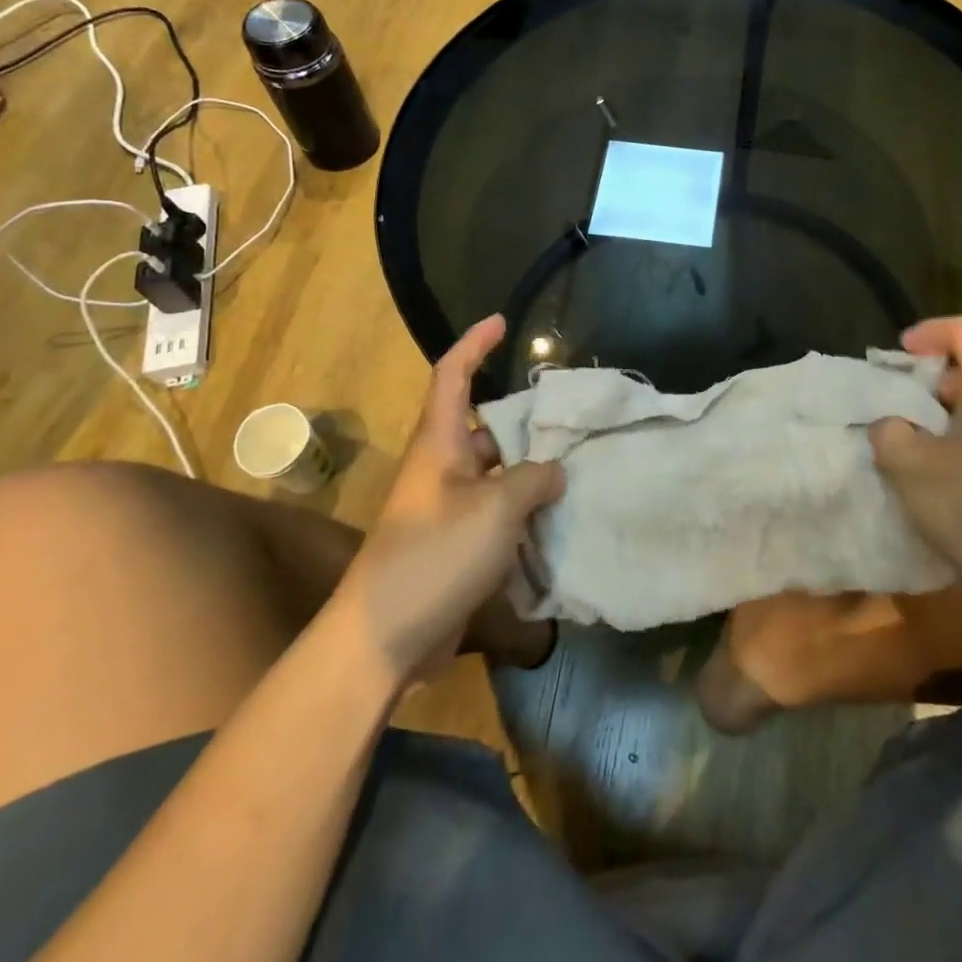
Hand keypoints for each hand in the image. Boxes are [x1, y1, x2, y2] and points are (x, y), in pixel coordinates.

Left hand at [339, 315, 563, 685]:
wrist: (384, 638)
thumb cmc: (436, 555)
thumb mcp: (496, 509)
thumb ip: (533, 479)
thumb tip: (554, 470)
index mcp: (439, 444)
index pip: (452, 376)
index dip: (475, 344)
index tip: (502, 322)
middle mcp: (440, 469)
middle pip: (484, 428)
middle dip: (523, 420)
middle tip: (569, 418)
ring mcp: (446, 510)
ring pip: (495, 475)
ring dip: (529, 473)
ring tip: (577, 469)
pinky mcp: (454, 546)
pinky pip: (496, 514)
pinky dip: (523, 513)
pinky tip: (558, 521)